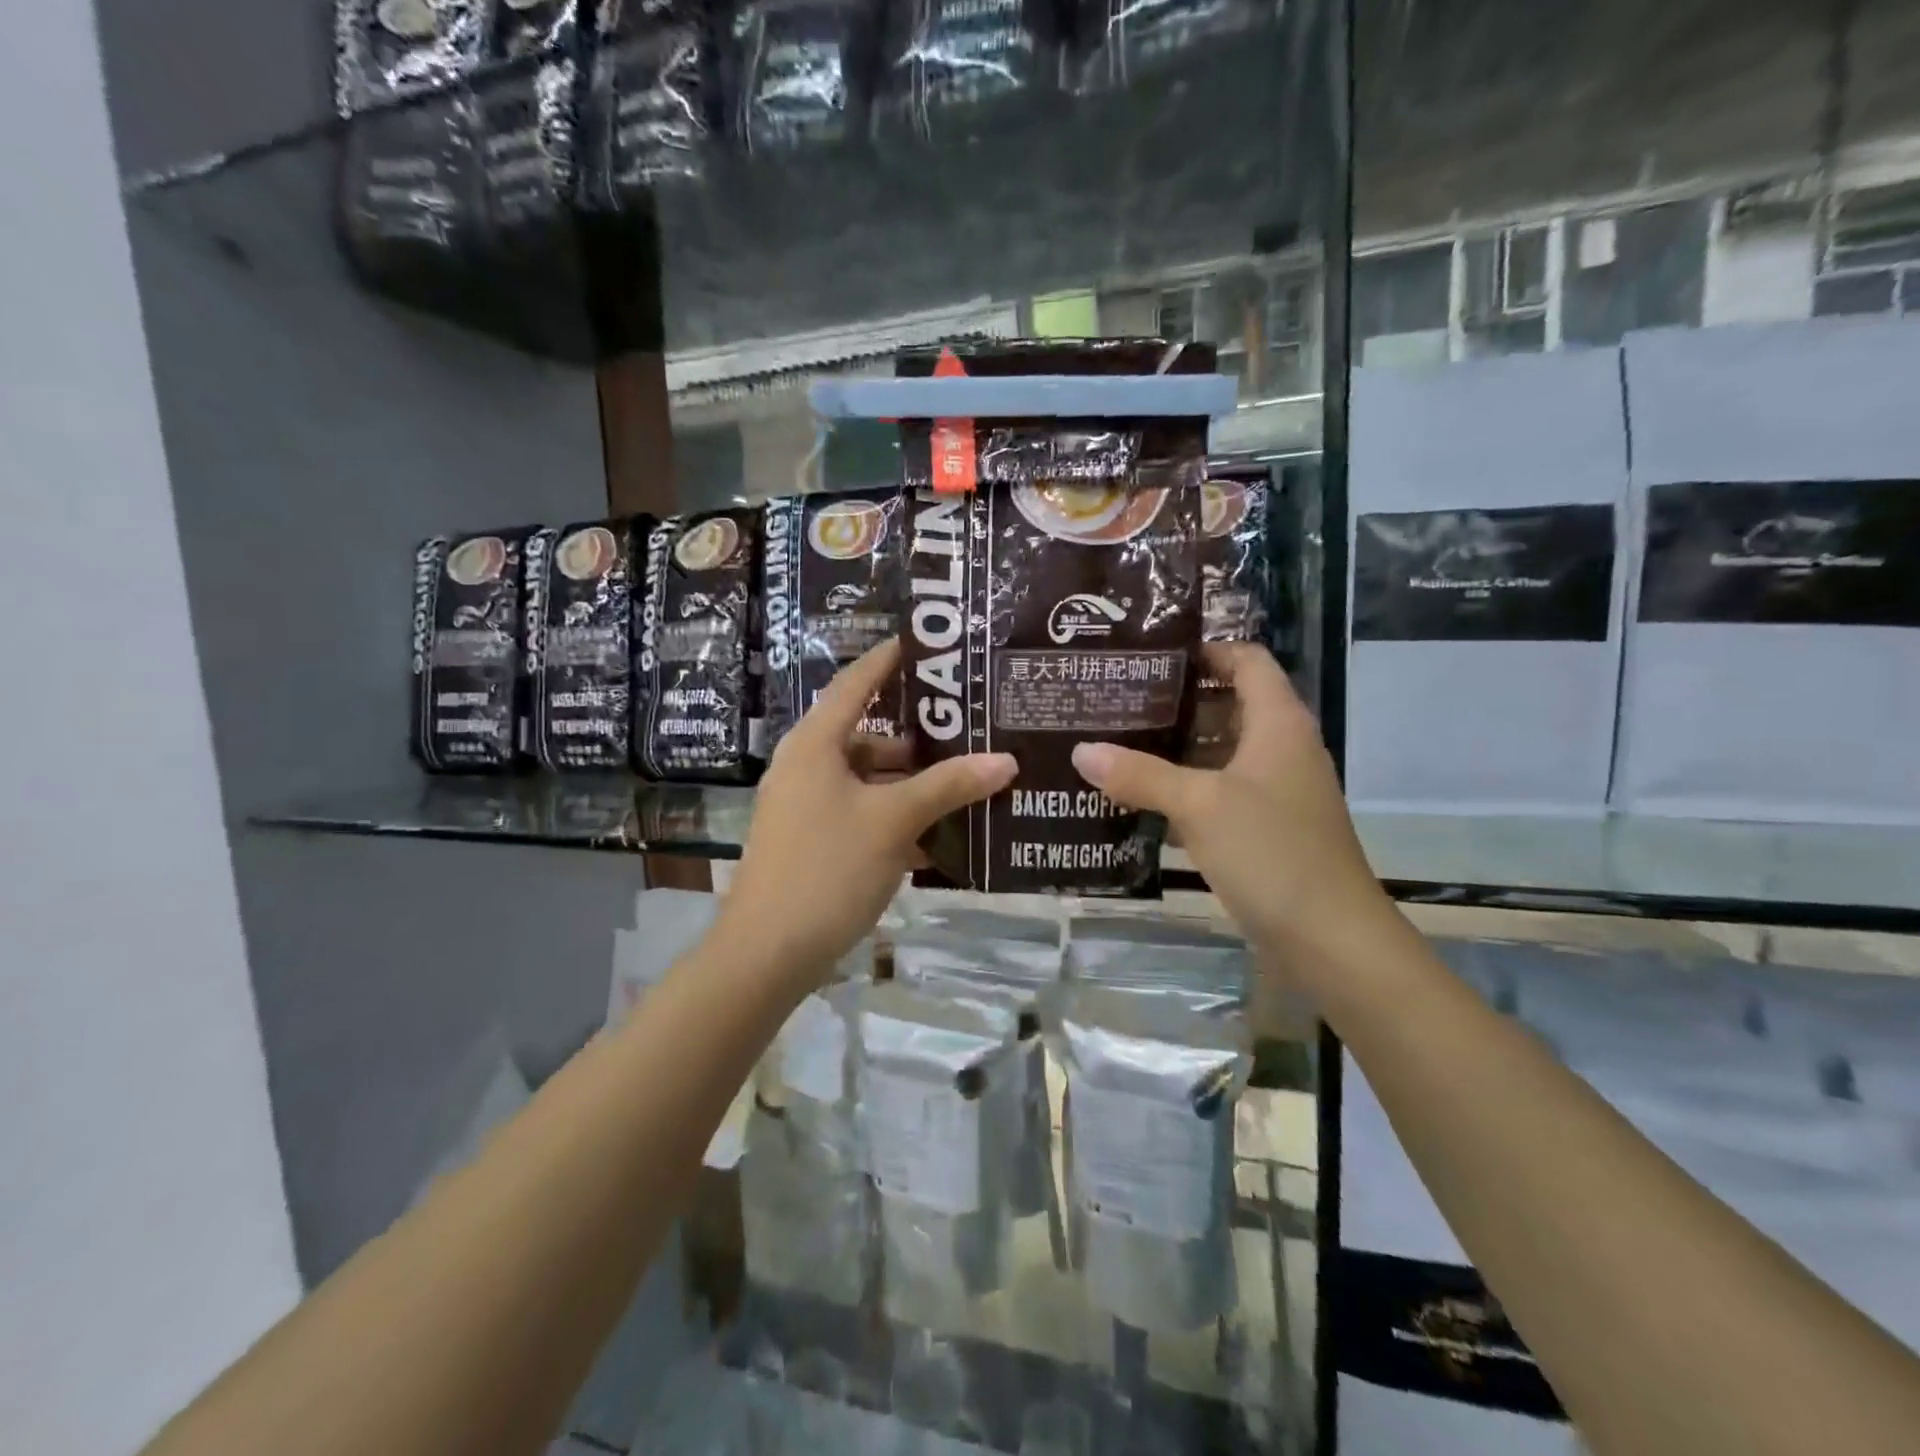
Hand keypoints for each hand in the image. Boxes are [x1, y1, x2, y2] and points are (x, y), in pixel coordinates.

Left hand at [714, 639, 1016, 989]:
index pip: (855, 683)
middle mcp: (805, 767)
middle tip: (968, 733)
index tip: (921, 643)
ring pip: (866, 783)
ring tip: (963, 789)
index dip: (887, 660)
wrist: (766, 954)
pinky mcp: (808, 844)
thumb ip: (949, 786)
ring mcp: (803, 808)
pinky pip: (859, 817)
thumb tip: (1005, 759)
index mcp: (815, 744)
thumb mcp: (894, 821)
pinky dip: (893, 821)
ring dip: (910, 788)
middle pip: (867, 738)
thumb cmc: (828, 868)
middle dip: (917, 741)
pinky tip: (935, 841)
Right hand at [1071, 643, 1390, 959]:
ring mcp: (1274, 791)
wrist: (1330, 940)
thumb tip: (1081, 750)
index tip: (1149, 657)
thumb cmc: (1271, 852)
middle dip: (1175, 702)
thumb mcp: (1199, 806)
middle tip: (1117, 701)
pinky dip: (1184, 792)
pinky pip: (1219, 794)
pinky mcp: (1265, 828)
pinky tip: (1139, 801)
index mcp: (1278, 723)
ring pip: (1219, 753)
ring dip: (1175, 750)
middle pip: (1227, 705)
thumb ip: (1139, 774)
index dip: (1204, 650)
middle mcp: (1280, 748)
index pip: (1245, 660)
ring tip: (1116, 745)